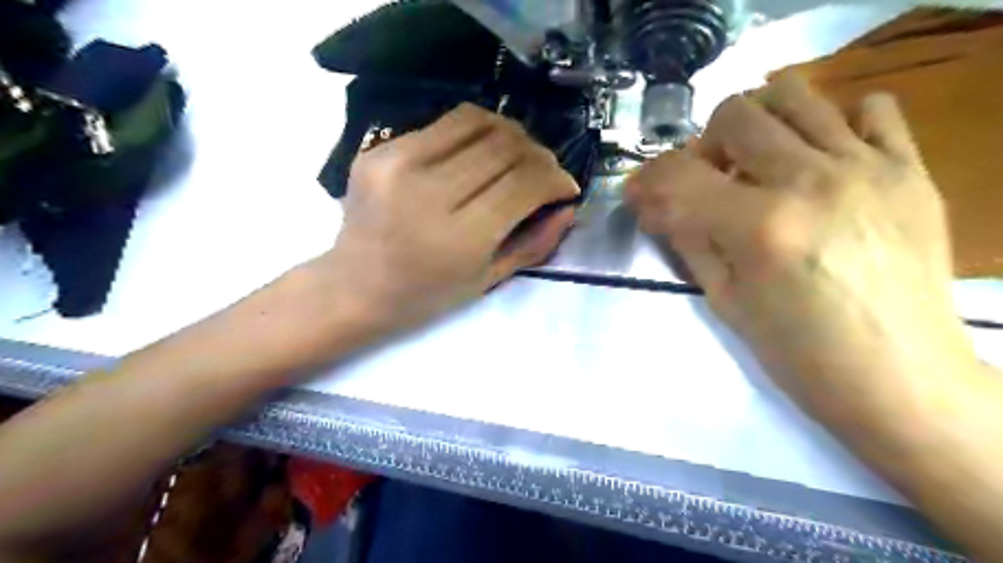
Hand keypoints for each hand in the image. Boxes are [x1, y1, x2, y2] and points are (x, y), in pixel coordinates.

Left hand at [311, 103, 580, 333]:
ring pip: (478, 122)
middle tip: (544, 172)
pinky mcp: (380, 149)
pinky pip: (444, 124)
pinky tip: (478, 154)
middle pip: (505, 147)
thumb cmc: (425, 296)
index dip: (556, 179)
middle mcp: (428, 192)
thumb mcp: (487, 281)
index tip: (565, 187)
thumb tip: (568, 206)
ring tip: (517, 156)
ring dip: (511, 135)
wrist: (354, 287)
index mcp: (458, 237)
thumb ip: (534, 244)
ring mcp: (398, 163)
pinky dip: (475, 134)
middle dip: (539, 156)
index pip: (524, 184)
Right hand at [624, 73, 981, 408]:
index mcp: (760, 226)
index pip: (681, 175)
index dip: (647, 179)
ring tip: (756, 163)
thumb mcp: (724, 300)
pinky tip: (820, 160)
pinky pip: (871, 109)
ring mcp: (868, 168)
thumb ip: (686, 240)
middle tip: (706, 181)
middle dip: (703, 146)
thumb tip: (652, 206)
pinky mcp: (910, 170)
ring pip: (794, 96)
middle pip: (735, 114)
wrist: (899, 381)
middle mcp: (812, 181)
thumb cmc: (799, 354)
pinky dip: (832, 124)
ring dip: (757, 124)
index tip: (638, 192)